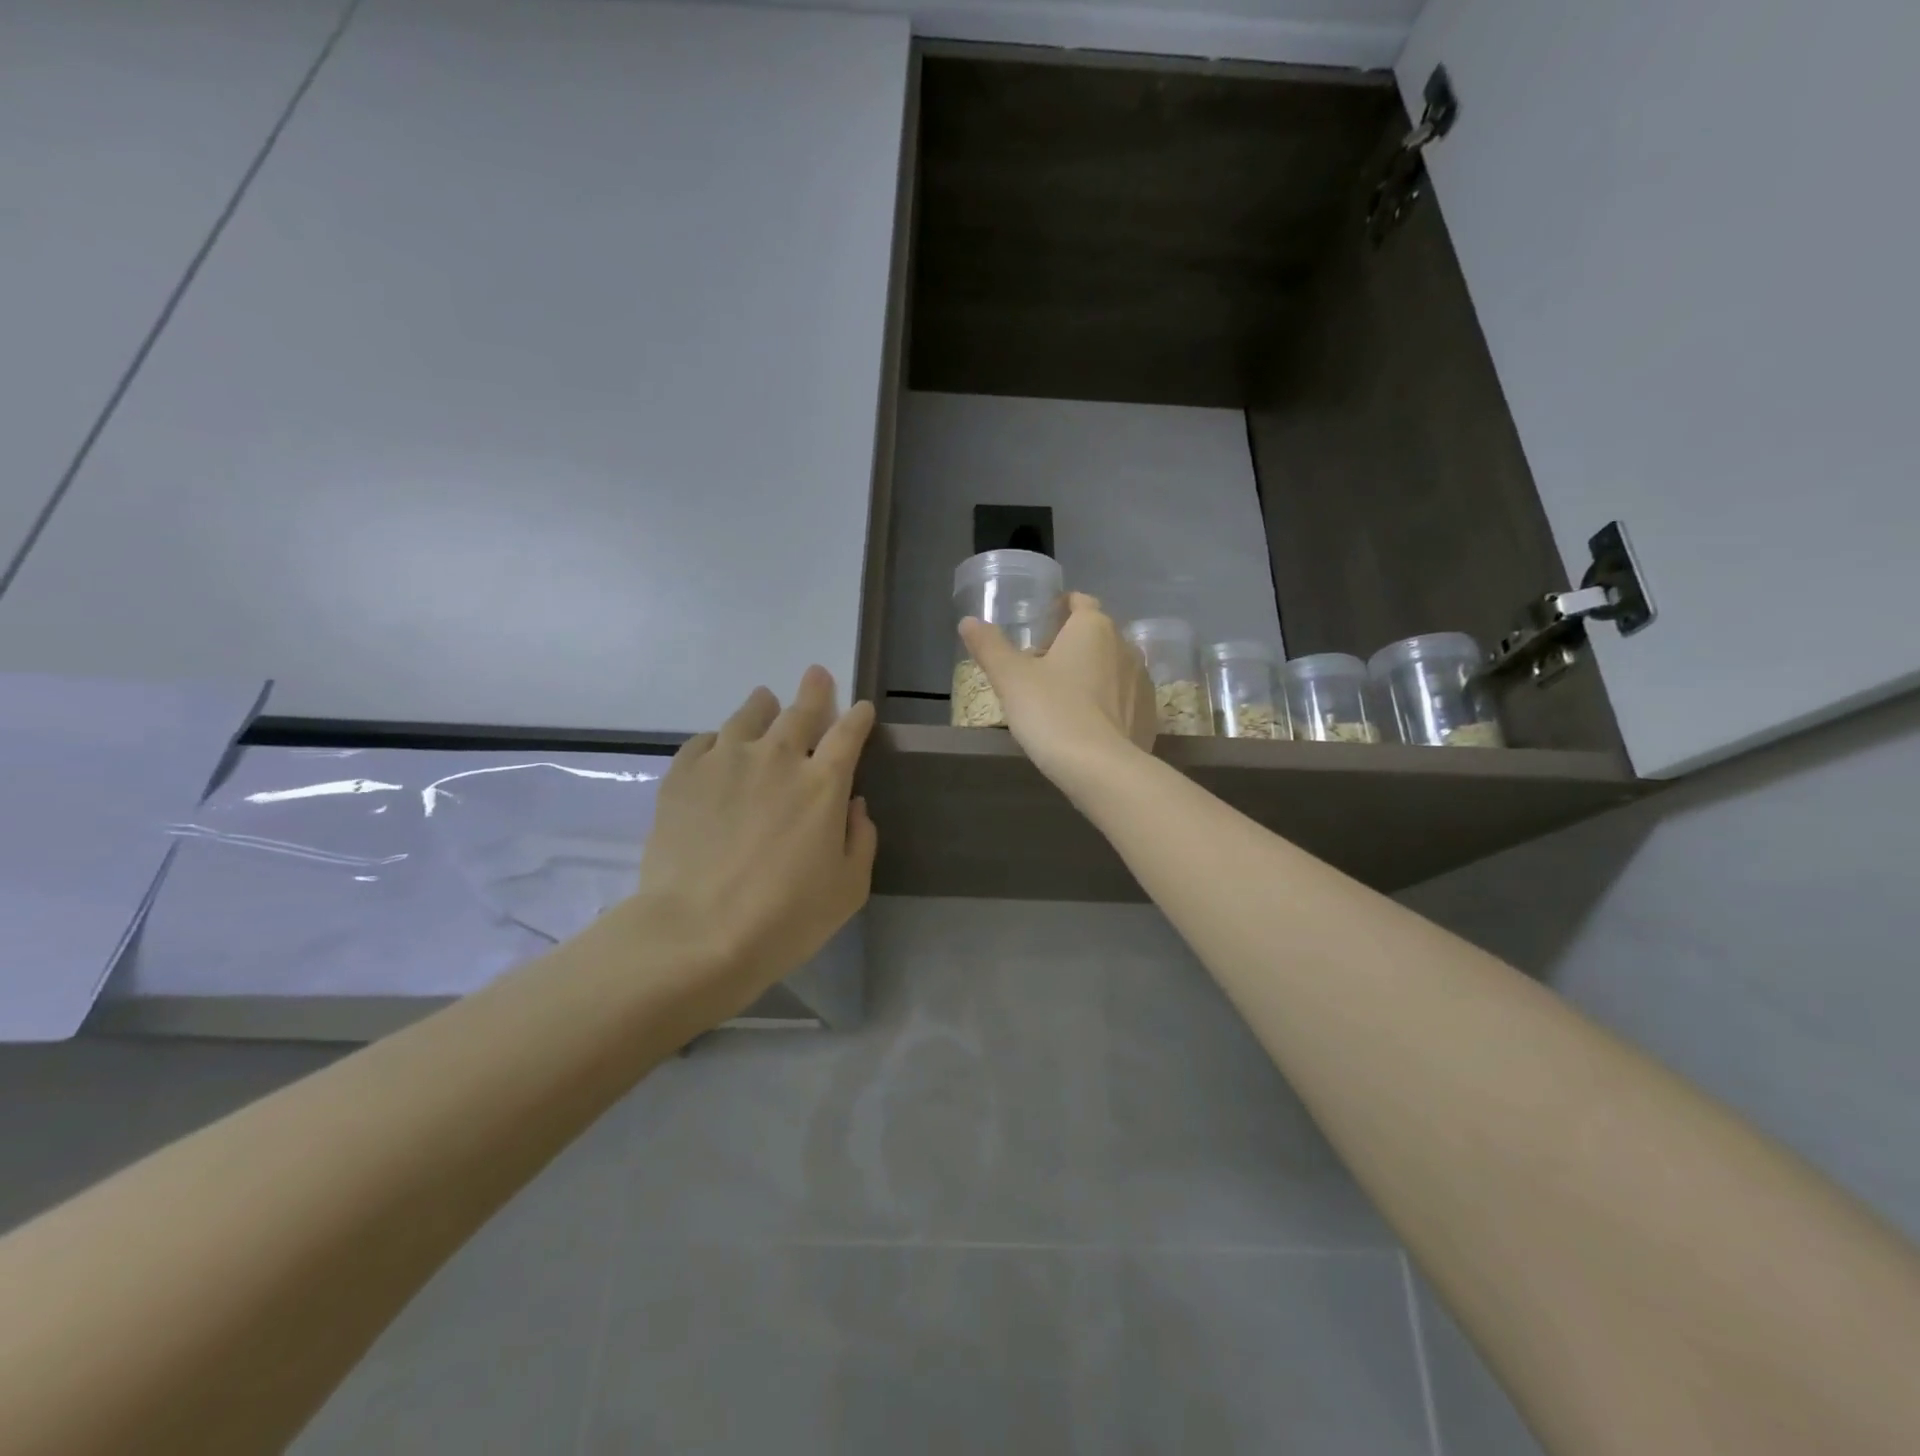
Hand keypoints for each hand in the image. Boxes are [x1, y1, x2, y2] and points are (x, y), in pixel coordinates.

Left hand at [624, 666, 876, 1024]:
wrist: (698, 932)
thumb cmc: (786, 918)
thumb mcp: (849, 888)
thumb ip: (861, 839)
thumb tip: (854, 805)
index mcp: (825, 784)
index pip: (849, 734)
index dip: (858, 717)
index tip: (861, 709)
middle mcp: (779, 759)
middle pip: (801, 711)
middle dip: (814, 690)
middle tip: (816, 675)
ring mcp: (727, 761)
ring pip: (749, 716)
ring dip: (763, 705)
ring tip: (765, 698)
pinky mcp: (684, 775)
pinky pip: (704, 741)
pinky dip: (718, 738)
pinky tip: (718, 744)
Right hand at [960, 592, 1155, 786]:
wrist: (1102, 769)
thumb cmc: (1052, 712)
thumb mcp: (1010, 678)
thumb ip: (989, 646)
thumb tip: (968, 622)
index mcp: (1093, 627)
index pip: (1080, 602)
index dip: (1060, 609)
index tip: (1041, 627)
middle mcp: (1125, 646)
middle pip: (1096, 635)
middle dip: (1072, 645)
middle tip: (1041, 669)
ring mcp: (1142, 681)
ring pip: (1112, 667)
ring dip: (1091, 675)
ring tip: (1063, 700)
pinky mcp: (1149, 714)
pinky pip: (1124, 698)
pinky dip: (1107, 703)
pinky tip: (1087, 725)